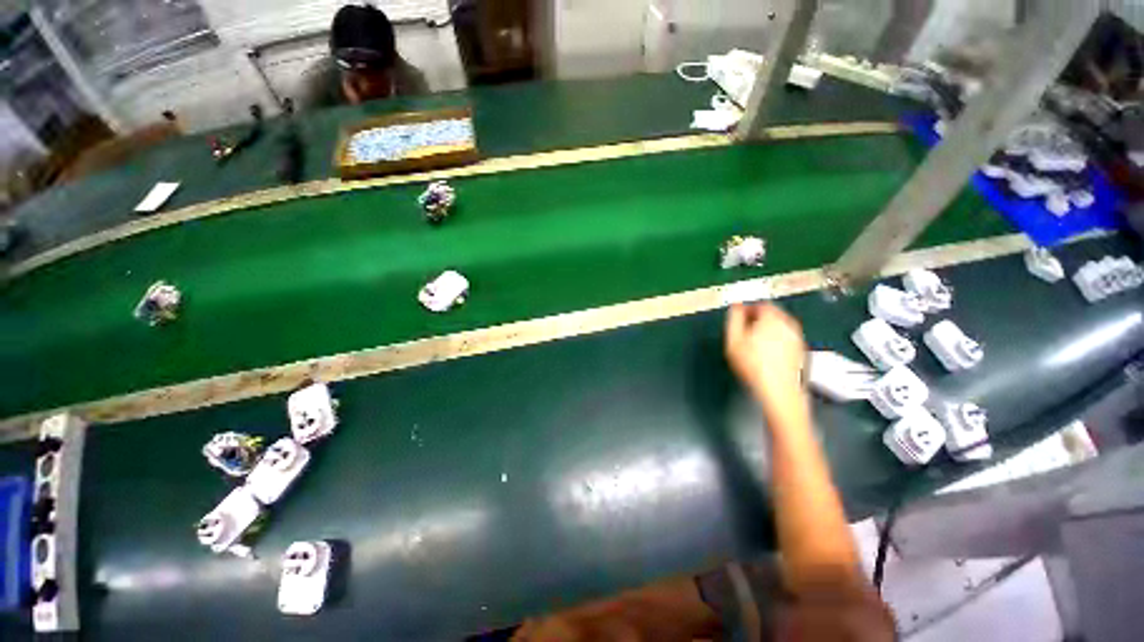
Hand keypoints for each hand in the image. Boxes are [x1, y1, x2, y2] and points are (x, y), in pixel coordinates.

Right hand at [725, 303, 807, 406]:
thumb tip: (736, 306)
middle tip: (744, 330)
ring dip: (767, 328)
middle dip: (758, 318)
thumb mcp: (733, 340)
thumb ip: (733, 319)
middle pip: (772, 313)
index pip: (760, 304)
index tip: (738, 318)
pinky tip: (767, 352)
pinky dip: (776, 339)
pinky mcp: (800, 350)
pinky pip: (786, 337)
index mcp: (771, 318)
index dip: (747, 309)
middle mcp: (788, 324)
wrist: (778, 390)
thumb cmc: (752, 365)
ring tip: (754, 342)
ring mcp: (796, 337)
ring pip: (780, 325)